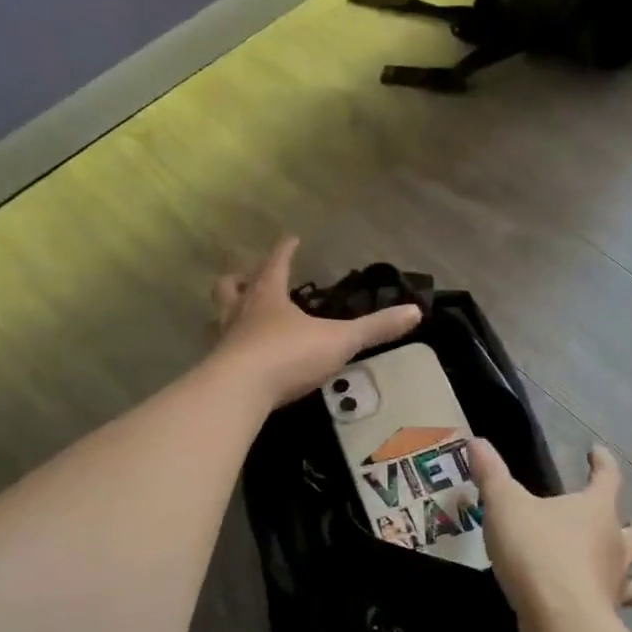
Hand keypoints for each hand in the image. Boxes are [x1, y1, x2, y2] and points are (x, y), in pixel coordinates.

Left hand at [213, 237, 421, 406]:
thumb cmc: (288, 356)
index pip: (276, 263)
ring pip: (218, 317)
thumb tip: (415, 312)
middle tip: (249, 276)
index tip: (290, 238)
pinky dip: (227, 348)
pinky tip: (237, 358)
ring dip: (226, 311)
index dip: (284, 250)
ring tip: (237, 315)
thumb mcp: (339, 341)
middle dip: (241, 278)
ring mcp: (224, 340)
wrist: (239, 392)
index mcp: (268, 297)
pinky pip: (219, 351)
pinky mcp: (216, 369)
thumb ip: (375, 328)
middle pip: (231, 286)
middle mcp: (240, 312)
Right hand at [470, 440, 631, 621]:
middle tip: (621, 525)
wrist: (559, 621)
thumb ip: (492, 475)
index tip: (596, 453)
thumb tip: (477, 443)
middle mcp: (616, 544)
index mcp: (597, 509)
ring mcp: (616, 584)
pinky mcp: (609, 619)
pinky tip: (590, 604)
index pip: (609, 477)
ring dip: (630, 571)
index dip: (603, 463)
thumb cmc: (537, 552)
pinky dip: (608, 603)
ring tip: (611, 570)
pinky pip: (616, 607)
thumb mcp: (505, 506)